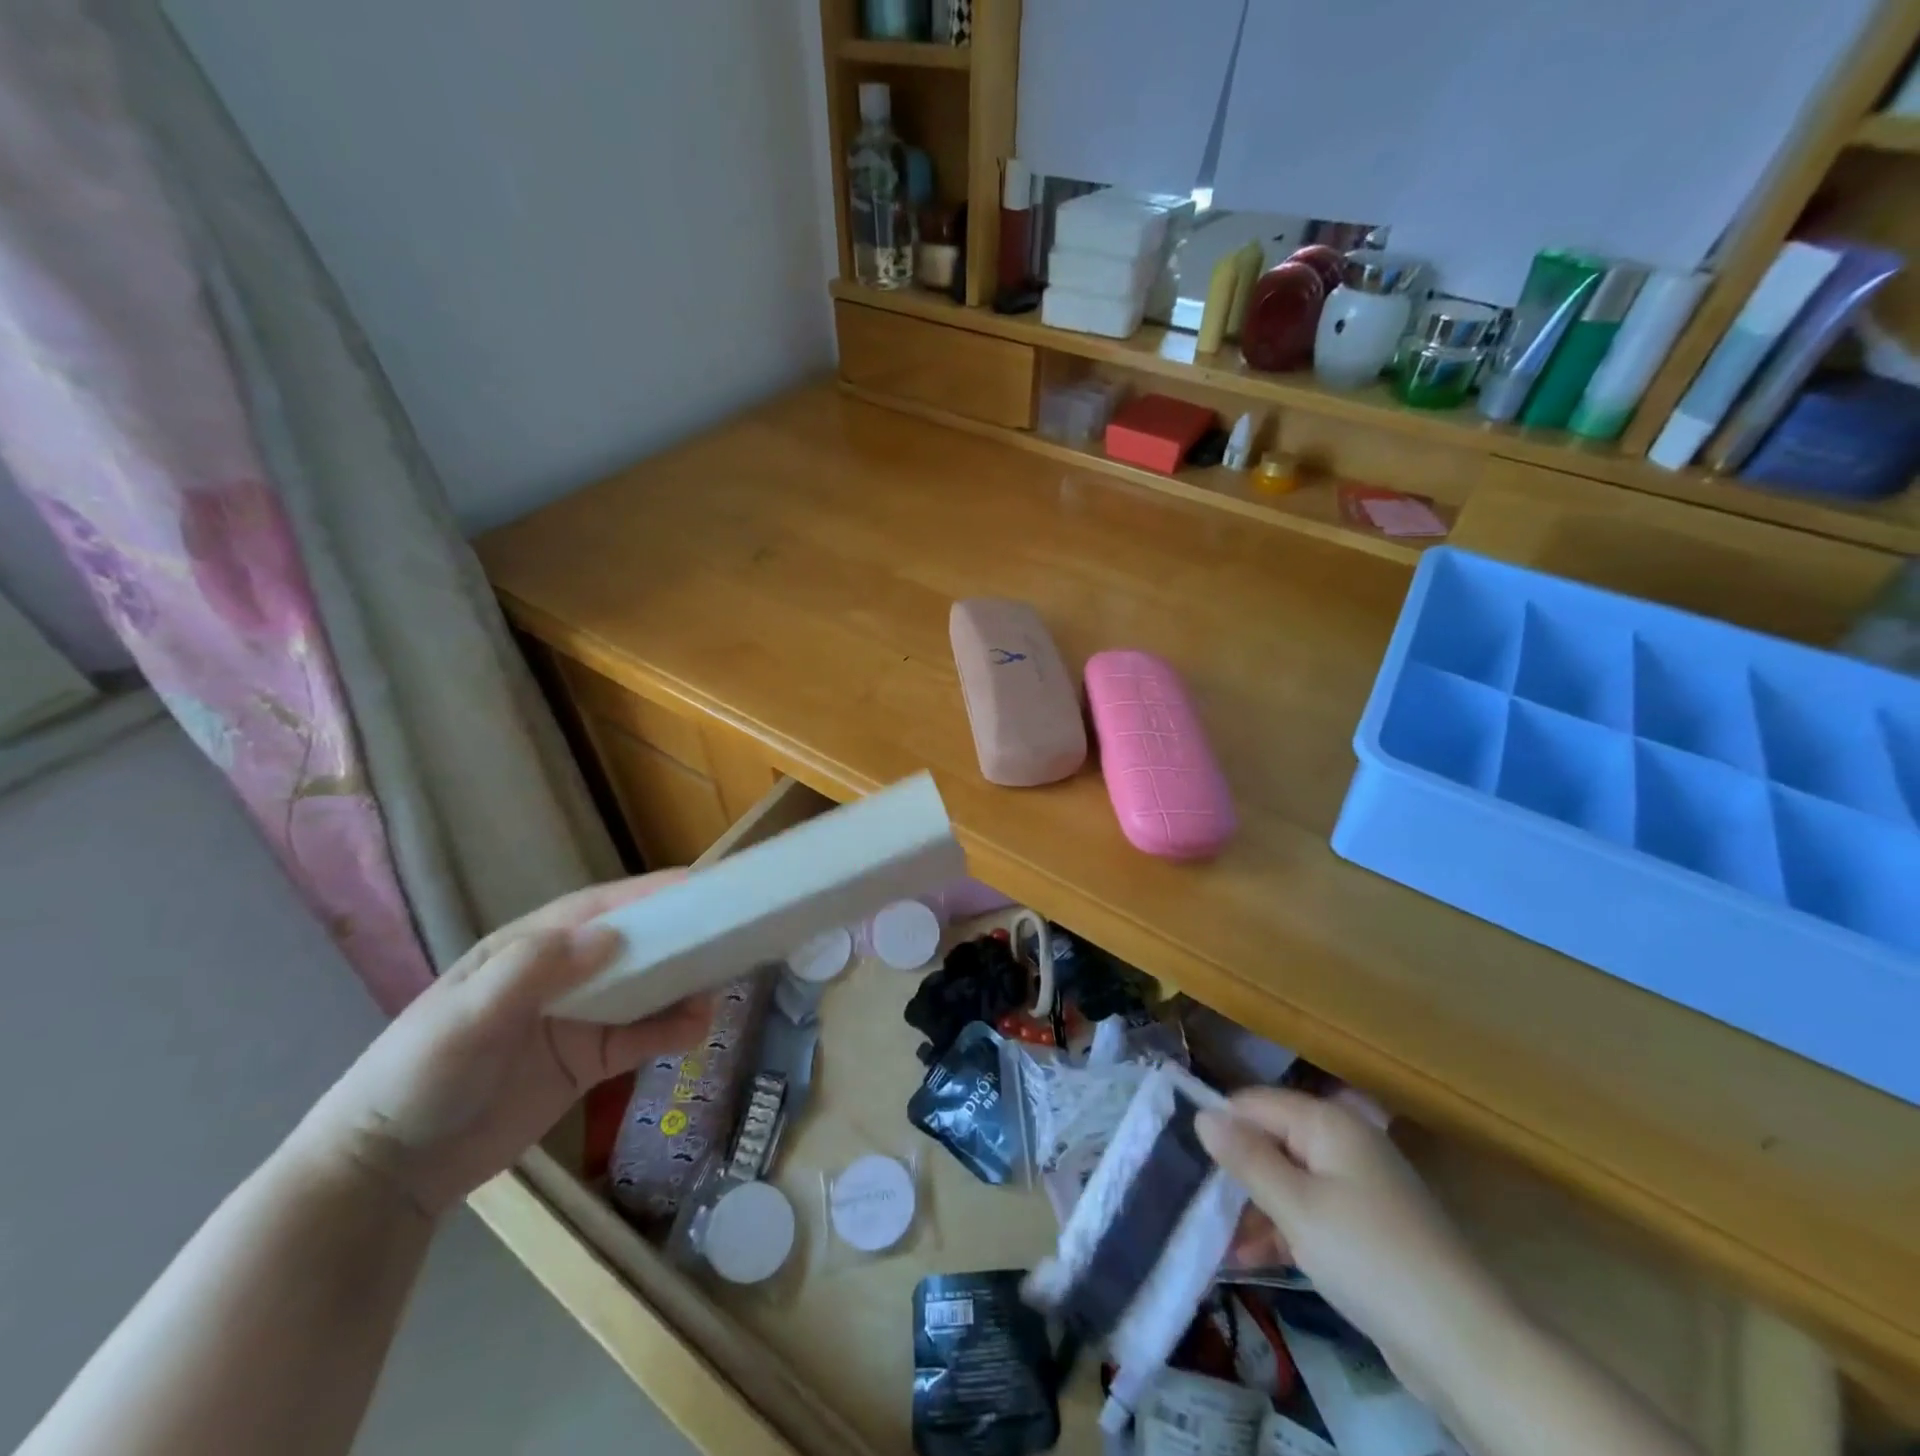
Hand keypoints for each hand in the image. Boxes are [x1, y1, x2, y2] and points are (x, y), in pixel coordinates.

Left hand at [292, 873, 710, 1219]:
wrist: (388, 1174)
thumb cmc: (419, 1077)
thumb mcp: (467, 1019)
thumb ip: (534, 973)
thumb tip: (613, 935)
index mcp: (527, 948)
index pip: (598, 909)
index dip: (648, 894)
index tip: (699, 885)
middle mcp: (558, 975)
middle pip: (630, 945)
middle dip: (676, 937)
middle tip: (727, 933)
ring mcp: (575, 1019)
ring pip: (642, 990)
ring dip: (681, 985)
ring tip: (721, 987)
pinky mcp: (585, 1061)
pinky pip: (638, 1038)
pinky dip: (669, 1031)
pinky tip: (697, 1031)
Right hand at [1197, 1089, 1506, 1397]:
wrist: (1465, 1346)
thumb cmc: (1370, 1258)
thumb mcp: (1296, 1207)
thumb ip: (1246, 1158)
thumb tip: (1202, 1114)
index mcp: (1328, 1122)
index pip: (1255, 1103)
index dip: (1220, 1126)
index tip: (1185, 1158)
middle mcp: (1343, 1143)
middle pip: (1272, 1141)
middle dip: (1236, 1174)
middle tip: (1198, 1207)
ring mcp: (1358, 1186)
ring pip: (1288, 1180)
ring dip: (1254, 1209)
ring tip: (1220, 1244)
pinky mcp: (1367, 1228)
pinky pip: (1310, 1212)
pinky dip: (1283, 1230)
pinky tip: (1251, 1259)